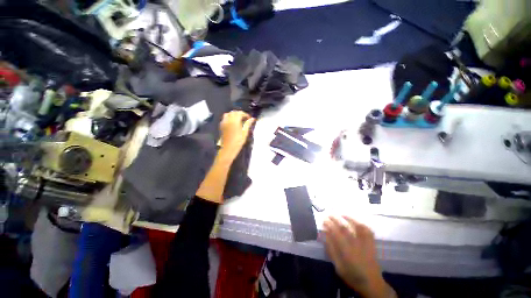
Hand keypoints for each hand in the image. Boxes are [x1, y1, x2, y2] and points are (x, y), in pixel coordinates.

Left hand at [219, 111, 254, 160]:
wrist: (228, 148)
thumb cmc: (238, 141)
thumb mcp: (245, 133)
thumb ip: (248, 124)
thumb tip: (252, 119)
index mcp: (235, 121)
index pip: (240, 113)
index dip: (246, 115)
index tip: (249, 118)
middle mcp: (228, 119)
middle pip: (234, 112)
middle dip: (240, 114)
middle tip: (245, 119)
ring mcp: (224, 122)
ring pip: (229, 114)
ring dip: (234, 115)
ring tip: (239, 120)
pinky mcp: (221, 125)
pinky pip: (225, 118)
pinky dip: (229, 117)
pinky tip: (232, 122)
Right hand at [324, 216, 393, 297]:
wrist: (372, 284)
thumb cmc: (352, 276)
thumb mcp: (338, 266)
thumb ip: (331, 250)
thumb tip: (325, 234)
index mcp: (347, 251)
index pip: (336, 233)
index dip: (329, 225)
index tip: (324, 220)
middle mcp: (356, 245)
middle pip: (345, 228)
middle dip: (336, 219)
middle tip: (329, 214)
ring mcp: (365, 244)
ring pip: (357, 227)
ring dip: (348, 218)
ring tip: (341, 214)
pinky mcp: (372, 244)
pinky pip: (368, 231)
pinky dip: (361, 224)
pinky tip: (356, 221)